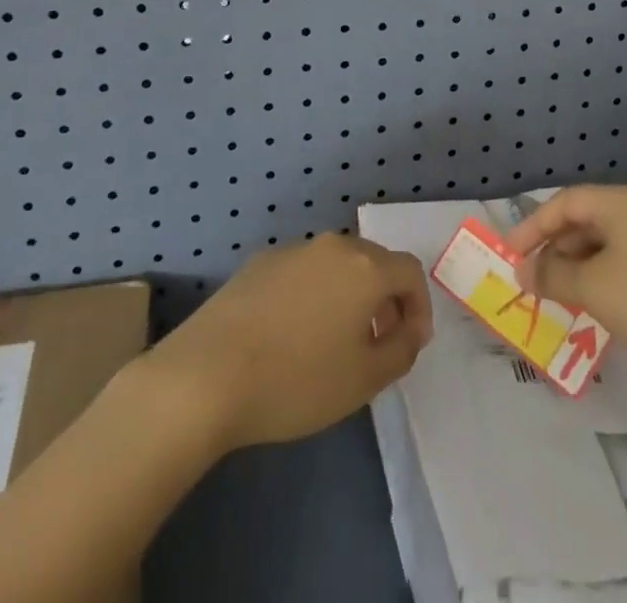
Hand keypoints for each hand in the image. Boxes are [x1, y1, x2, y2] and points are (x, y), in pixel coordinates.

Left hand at [141, 233, 432, 452]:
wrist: (207, 374)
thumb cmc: (296, 380)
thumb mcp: (364, 379)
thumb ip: (400, 349)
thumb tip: (409, 328)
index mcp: (365, 267)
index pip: (410, 272)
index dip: (419, 306)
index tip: (410, 344)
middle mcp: (332, 246)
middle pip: (374, 262)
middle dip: (385, 299)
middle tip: (378, 343)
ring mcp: (293, 249)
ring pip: (337, 265)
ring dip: (349, 295)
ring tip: (335, 341)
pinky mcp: (260, 261)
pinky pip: (303, 271)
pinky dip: (314, 293)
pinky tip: (292, 333)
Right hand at [505, 185, 626, 376]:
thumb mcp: (593, 288)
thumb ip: (553, 275)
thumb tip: (525, 271)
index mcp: (621, 201)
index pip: (564, 202)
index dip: (532, 226)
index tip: (510, 256)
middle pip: (587, 220)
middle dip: (556, 248)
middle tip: (534, 280)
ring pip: (609, 244)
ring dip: (580, 266)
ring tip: (562, 297)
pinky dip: (606, 278)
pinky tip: (601, 308)